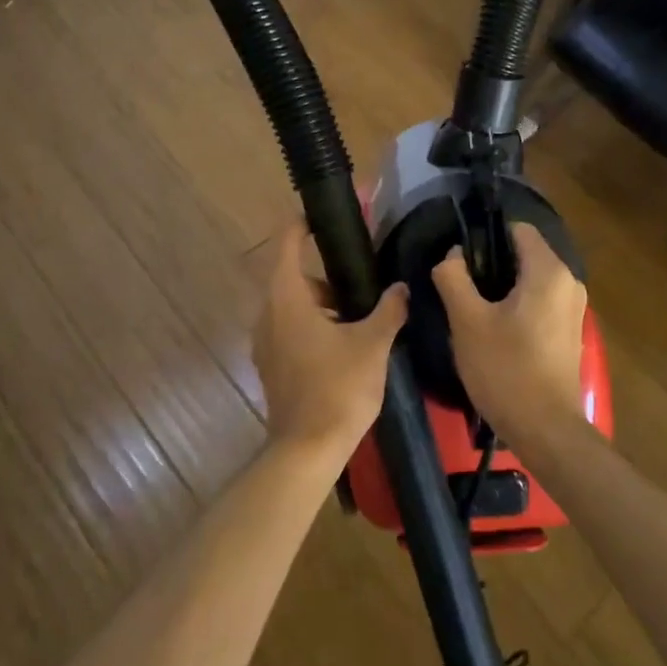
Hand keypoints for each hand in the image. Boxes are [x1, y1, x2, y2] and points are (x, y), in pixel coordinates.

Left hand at [252, 219, 407, 459]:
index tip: (321, 216)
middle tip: (362, 285)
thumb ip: (389, 310)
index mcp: (287, 298)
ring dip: (322, 306)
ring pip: (293, 308)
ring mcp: (265, 343)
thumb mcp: (372, 343)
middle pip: (294, 278)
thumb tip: (401, 288)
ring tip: (360, 320)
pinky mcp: (270, 366)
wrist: (307, 449)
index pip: (287, 244)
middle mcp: (268, 314)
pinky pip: (290, 331)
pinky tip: (344, 348)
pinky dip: (313, 328)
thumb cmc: (339, 387)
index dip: (302, 224)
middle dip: (327, 278)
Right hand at [432, 223, 588, 449]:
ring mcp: (574, 308)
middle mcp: (569, 282)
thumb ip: (454, 277)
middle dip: (492, 264)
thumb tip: (453, 254)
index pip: (518, 229)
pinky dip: (518, 305)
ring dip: (503, 287)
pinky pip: (540, 301)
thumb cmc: (505, 370)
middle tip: (461, 287)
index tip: (460, 260)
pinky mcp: (570, 331)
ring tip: (473, 309)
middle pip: (525, 254)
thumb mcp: (467, 321)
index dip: (486, 237)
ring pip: (532, 279)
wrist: (545, 430)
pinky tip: (496, 329)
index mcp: (549, 272)